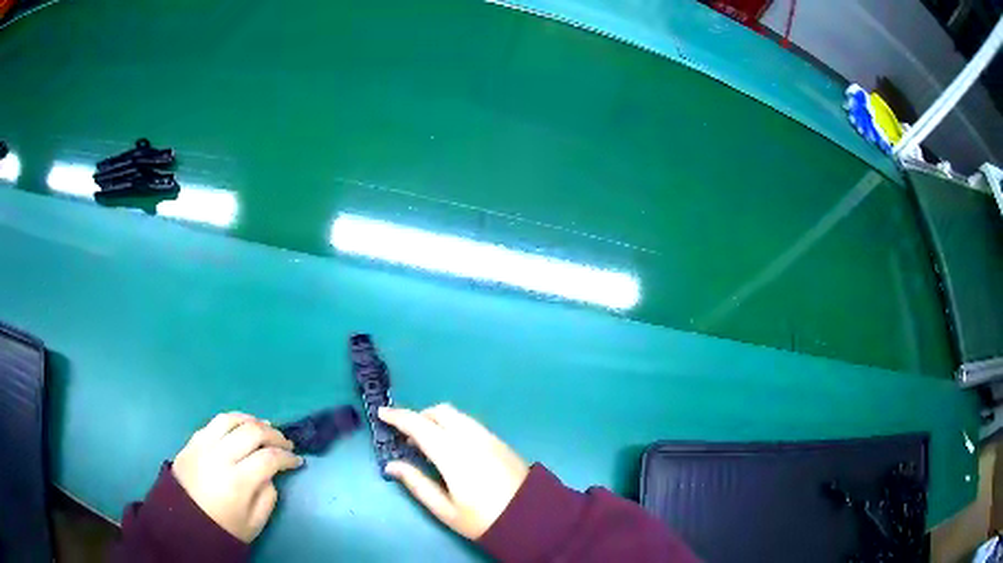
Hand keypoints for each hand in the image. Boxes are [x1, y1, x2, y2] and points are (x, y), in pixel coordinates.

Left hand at [172, 412, 303, 542]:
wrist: (184, 522)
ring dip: (253, 420)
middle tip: (285, 443)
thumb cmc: (223, 527)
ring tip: (264, 428)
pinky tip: (240, 428)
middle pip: (253, 432)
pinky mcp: (192, 441)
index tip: (297, 461)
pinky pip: (215, 422)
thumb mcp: (255, 522)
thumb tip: (271, 474)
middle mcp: (221, 456)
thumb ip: (268, 496)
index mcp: (238, 481)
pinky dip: (232, 421)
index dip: (288, 457)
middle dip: (275, 435)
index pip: (269, 458)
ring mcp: (204, 445)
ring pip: (232, 419)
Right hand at [379, 404, 528, 539]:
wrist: (531, 517)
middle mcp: (471, 438)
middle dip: (419, 416)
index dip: (398, 416)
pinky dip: (454, 425)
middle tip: (407, 436)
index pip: (420, 425)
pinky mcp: (500, 441)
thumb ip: (417, 483)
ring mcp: (489, 437)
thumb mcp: (445, 509)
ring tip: (428, 444)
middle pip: (440, 411)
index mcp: (453, 454)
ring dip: (437, 420)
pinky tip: (451, 447)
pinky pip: (471, 423)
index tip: (381, 413)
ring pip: (457, 415)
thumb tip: (391, 465)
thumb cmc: (483, 519)